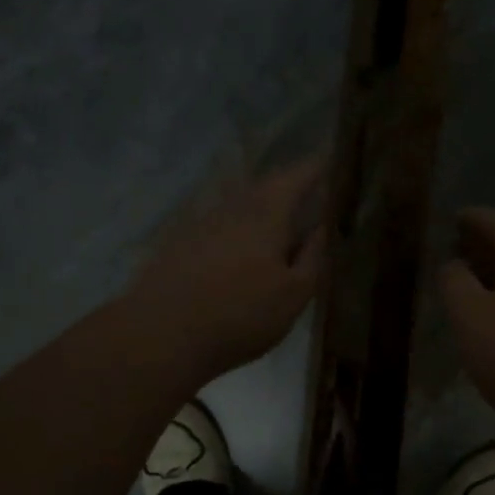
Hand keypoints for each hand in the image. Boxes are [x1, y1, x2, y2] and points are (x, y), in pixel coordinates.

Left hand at [127, 157, 327, 383]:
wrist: (160, 335)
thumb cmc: (240, 314)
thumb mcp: (294, 294)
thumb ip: (314, 256)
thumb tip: (324, 227)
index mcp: (267, 212)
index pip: (298, 175)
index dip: (318, 166)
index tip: (333, 159)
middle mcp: (234, 206)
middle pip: (266, 186)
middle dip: (289, 185)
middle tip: (310, 191)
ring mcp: (202, 222)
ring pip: (240, 204)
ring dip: (261, 206)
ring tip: (279, 221)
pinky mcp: (180, 243)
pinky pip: (219, 224)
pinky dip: (237, 228)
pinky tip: (239, 249)